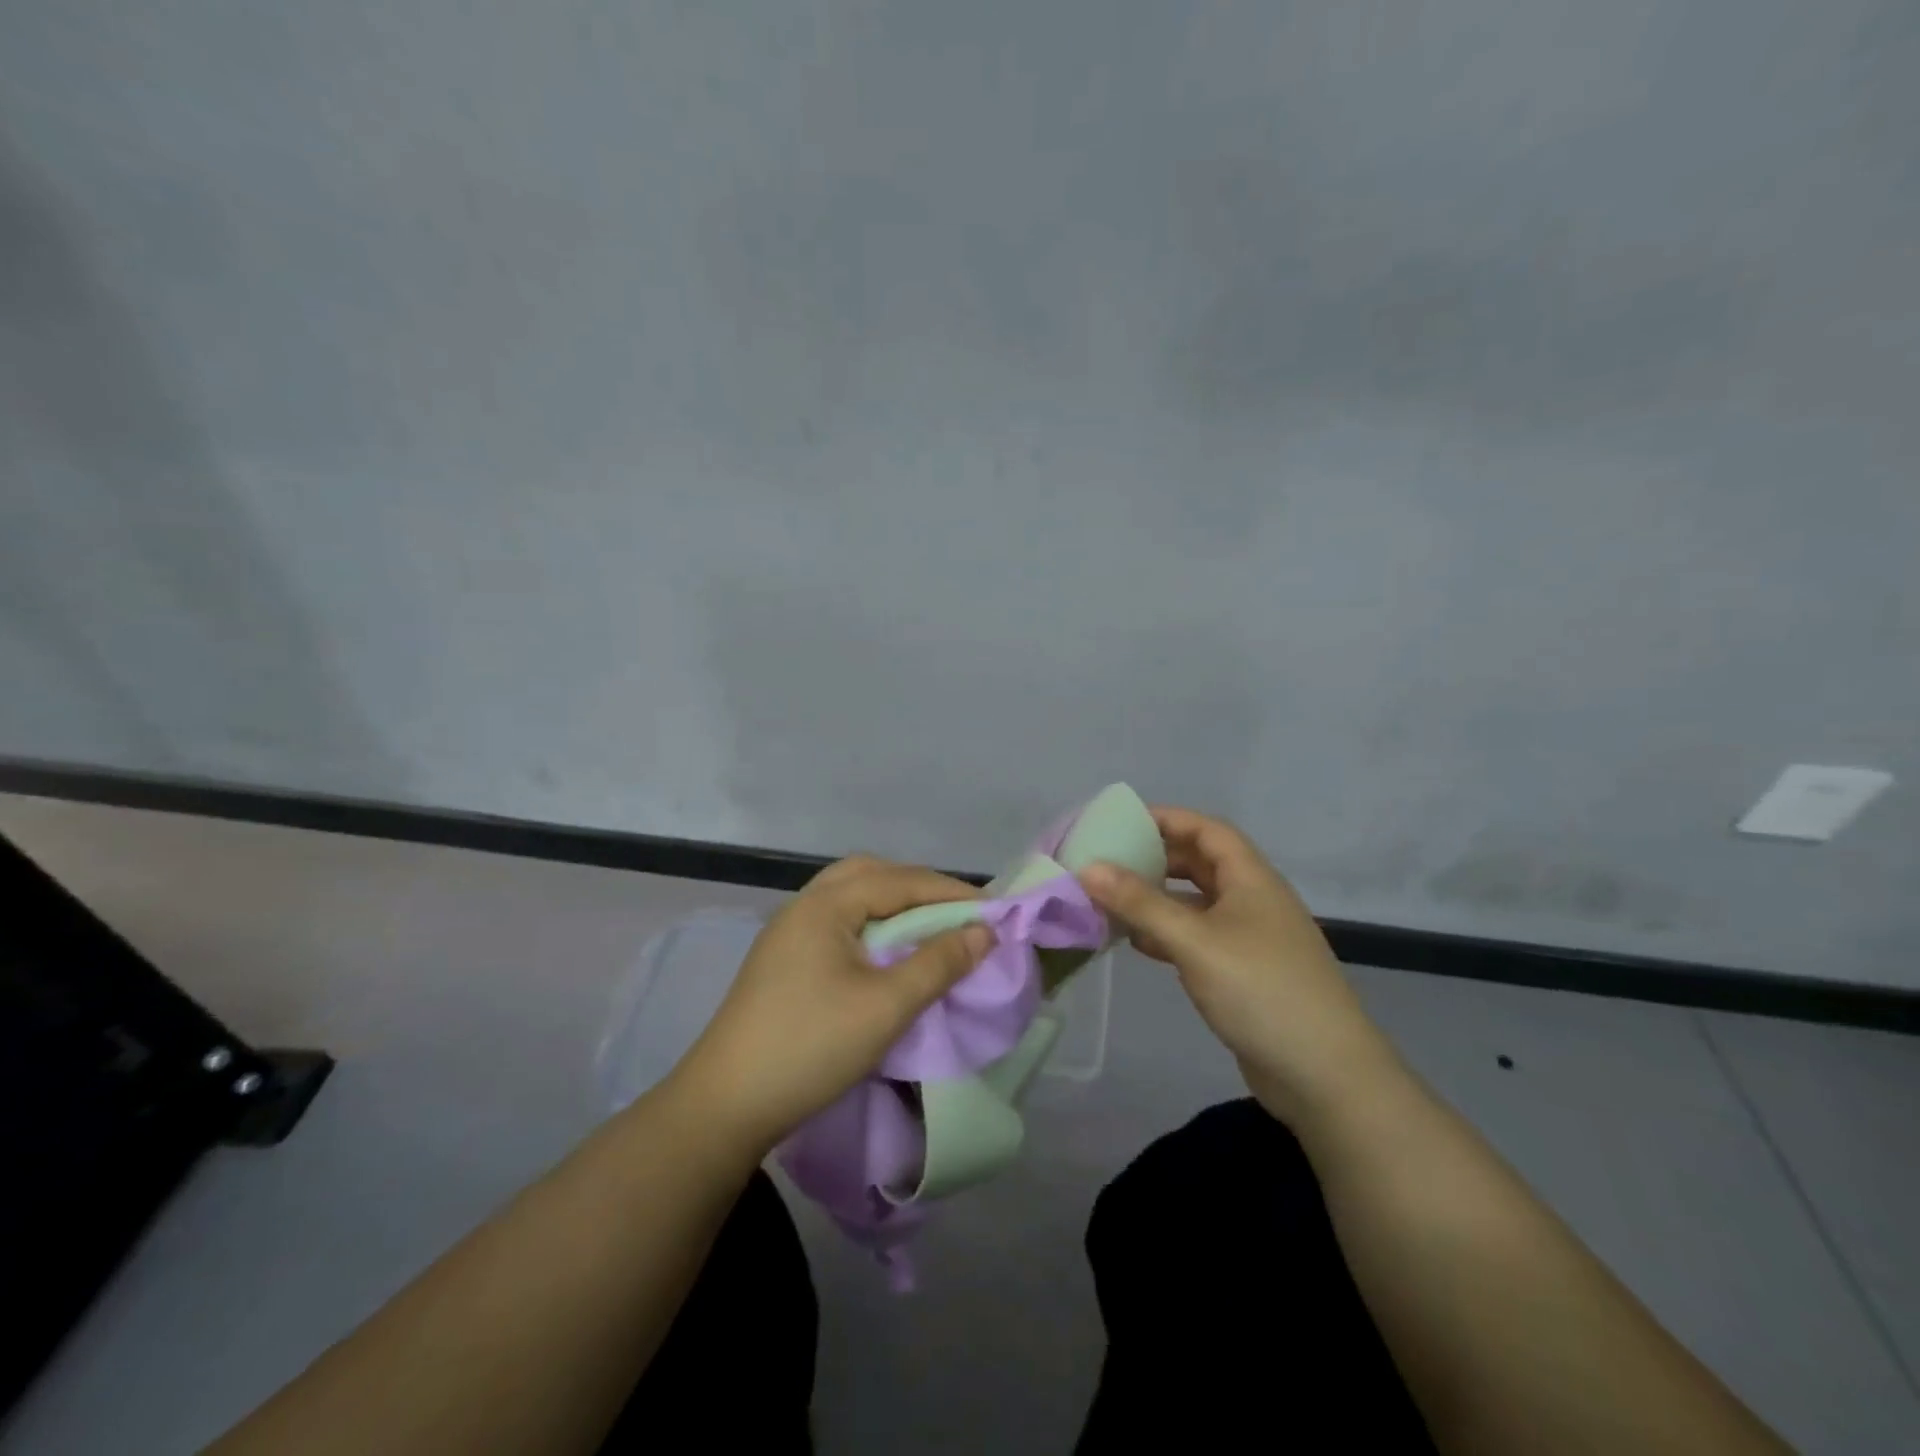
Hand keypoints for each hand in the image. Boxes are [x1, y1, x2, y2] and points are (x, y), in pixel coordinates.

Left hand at [670, 856, 991, 1154]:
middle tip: (958, 914)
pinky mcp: (783, 959)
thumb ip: (938, 964)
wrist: (726, 1105)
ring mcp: (789, 931)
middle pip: (872, 874)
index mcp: (825, 904)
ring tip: (928, 928)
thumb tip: (984, 932)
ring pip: (852, 896)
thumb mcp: (886, 1007)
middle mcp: (804, 905)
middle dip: (920, 888)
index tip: (995, 910)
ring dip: (894, 903)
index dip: (951, 892)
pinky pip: (839, 920)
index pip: (901, 881)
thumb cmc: (811, 1047)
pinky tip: (886, 950)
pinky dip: (872, 922)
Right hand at [1080, 806, 1399, 1122]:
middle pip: (1201, 864)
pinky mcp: (1243, 973)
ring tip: (1111, 899)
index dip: (1167, 818)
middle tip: (1108, 861)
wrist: (1325, 1076)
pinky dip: (1168, 934)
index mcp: (1251, 879)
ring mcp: (1250, 938)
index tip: (1120, 821)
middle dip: (1156, 858)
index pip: (1207, 830)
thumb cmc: (1260, 990)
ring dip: (1158, 899)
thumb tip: (1088, 868)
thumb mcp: (1194, 941)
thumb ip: (1140, 903)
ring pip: (1197, 903)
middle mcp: (1253, 900)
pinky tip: (1137, 944)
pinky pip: (1198, 938)